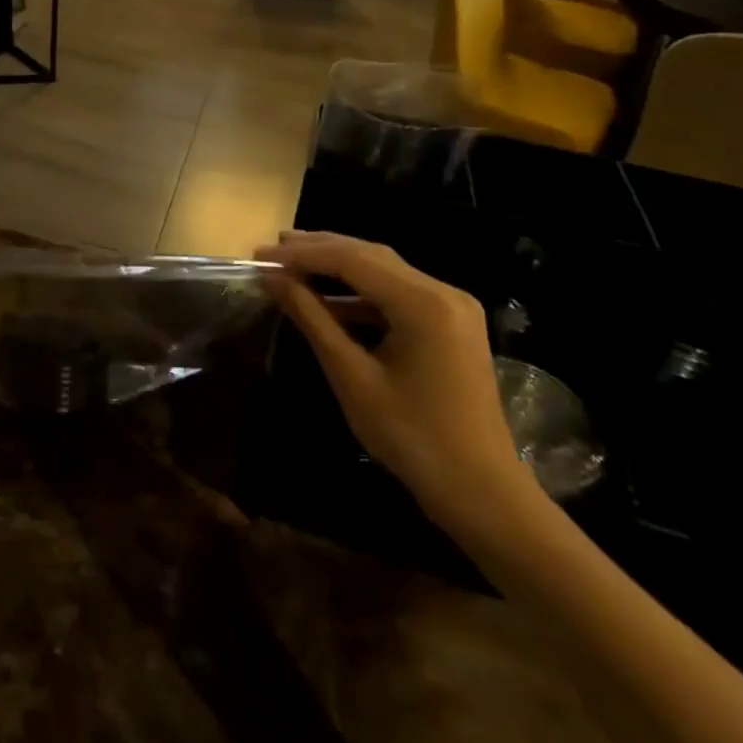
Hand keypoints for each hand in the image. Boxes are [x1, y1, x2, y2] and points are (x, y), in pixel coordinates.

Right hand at [258, 231, 531, 527]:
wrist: (482, 493)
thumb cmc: (412, 437)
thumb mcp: (351, 375)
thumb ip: (311, 318)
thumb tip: (272, 277)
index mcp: (423, 302)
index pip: (352, 259)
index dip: (303, 254)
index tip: (260, 255)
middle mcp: (443, 292)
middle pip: (371, 256)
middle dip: (319, 250)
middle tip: (271, 249)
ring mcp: (452, 307)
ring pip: (384, 271)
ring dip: (338, 267)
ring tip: (292, 264)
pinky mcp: (451, 325)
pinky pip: (399, 294)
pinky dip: (361, 293)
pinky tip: (328, 299)